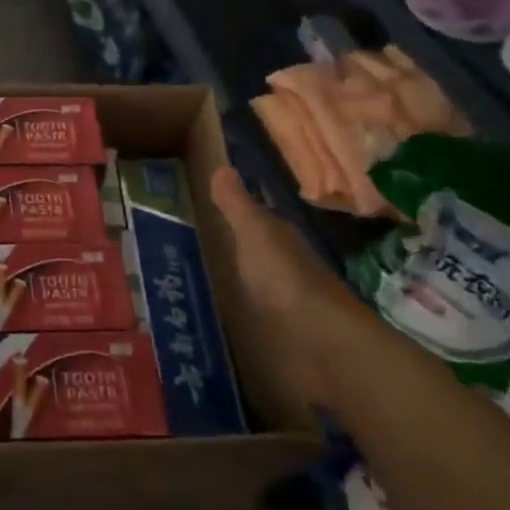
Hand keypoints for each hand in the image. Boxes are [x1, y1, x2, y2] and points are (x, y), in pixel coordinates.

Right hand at [208, 166, 357, 406]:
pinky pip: (250, 316)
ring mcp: (281, 303)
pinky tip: (213, 317)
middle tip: (188, 244)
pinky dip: (235, 314)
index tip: (200, 207)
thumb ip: (236, 205)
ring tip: (191, 283)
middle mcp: (282, 266)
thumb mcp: (254, 234)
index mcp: (277, 239)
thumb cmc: (284, 279)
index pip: (254, 217)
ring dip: (230, 282)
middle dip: (227, 247)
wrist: (321, 344)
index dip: (231, 212)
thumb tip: (221, 165)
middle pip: (251, 251)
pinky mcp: (277, 336)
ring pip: (250, 283)